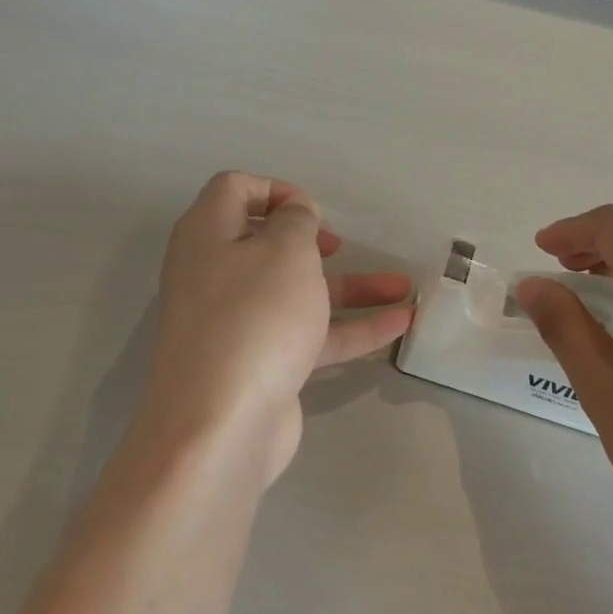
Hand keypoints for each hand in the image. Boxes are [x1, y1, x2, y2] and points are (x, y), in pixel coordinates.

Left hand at [140, 172, 413, 486]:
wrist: (223, 423)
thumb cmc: (254, 317)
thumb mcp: (284, 251)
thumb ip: (296, 221)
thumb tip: (293, 213)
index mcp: (207, 236)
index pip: (233, 190)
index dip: (275, 189)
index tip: (313, 210)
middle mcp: (216, 275)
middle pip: (267, 245)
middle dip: (314, 242)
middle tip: (338, 246)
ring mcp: (238, 324)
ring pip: (298, 293)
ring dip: (350, 287)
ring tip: (404, 286)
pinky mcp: (262, 363)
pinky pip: (309, 334)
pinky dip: (352, 327)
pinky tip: (400, 324)